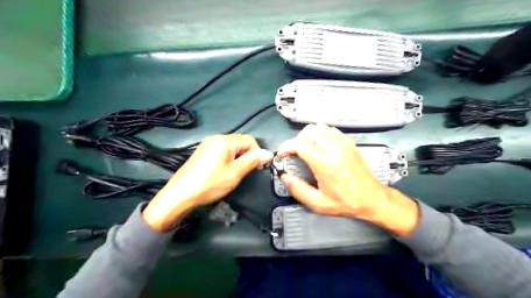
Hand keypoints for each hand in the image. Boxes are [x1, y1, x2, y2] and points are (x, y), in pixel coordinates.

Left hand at [142, 134, 270, 230]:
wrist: (180, 194)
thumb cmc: (210, 183)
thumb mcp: (235, 173)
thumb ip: (252, 161)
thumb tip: (268, 153)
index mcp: (224, 140)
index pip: (250, 140)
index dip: (258, 153)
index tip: (258, 168)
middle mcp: (216, 138)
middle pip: (240, 142)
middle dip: (248, 155)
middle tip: (247, 172)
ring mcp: (208, 144)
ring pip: (232, 147)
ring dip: (239, 158)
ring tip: (236, 173)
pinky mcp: (203, 152)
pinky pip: (222, 151)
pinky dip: (229, 159)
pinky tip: (224, 171)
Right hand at [278, 123, 418, 235]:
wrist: (372, 198)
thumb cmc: (344, 202)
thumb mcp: (318, 203)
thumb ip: (298, 190)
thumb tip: (285, 177)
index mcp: (323, 162)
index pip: (299, 144)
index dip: (286, 147)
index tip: (282, 154)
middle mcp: (332, 148)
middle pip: (308, 132)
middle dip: (296, 140)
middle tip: (294, 153)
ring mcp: (342, 143)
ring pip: (319, 127)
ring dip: (308, 135)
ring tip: (306, 148)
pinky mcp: (349, 143)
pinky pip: (331, 130)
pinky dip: (321, 134)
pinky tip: (321, 145)